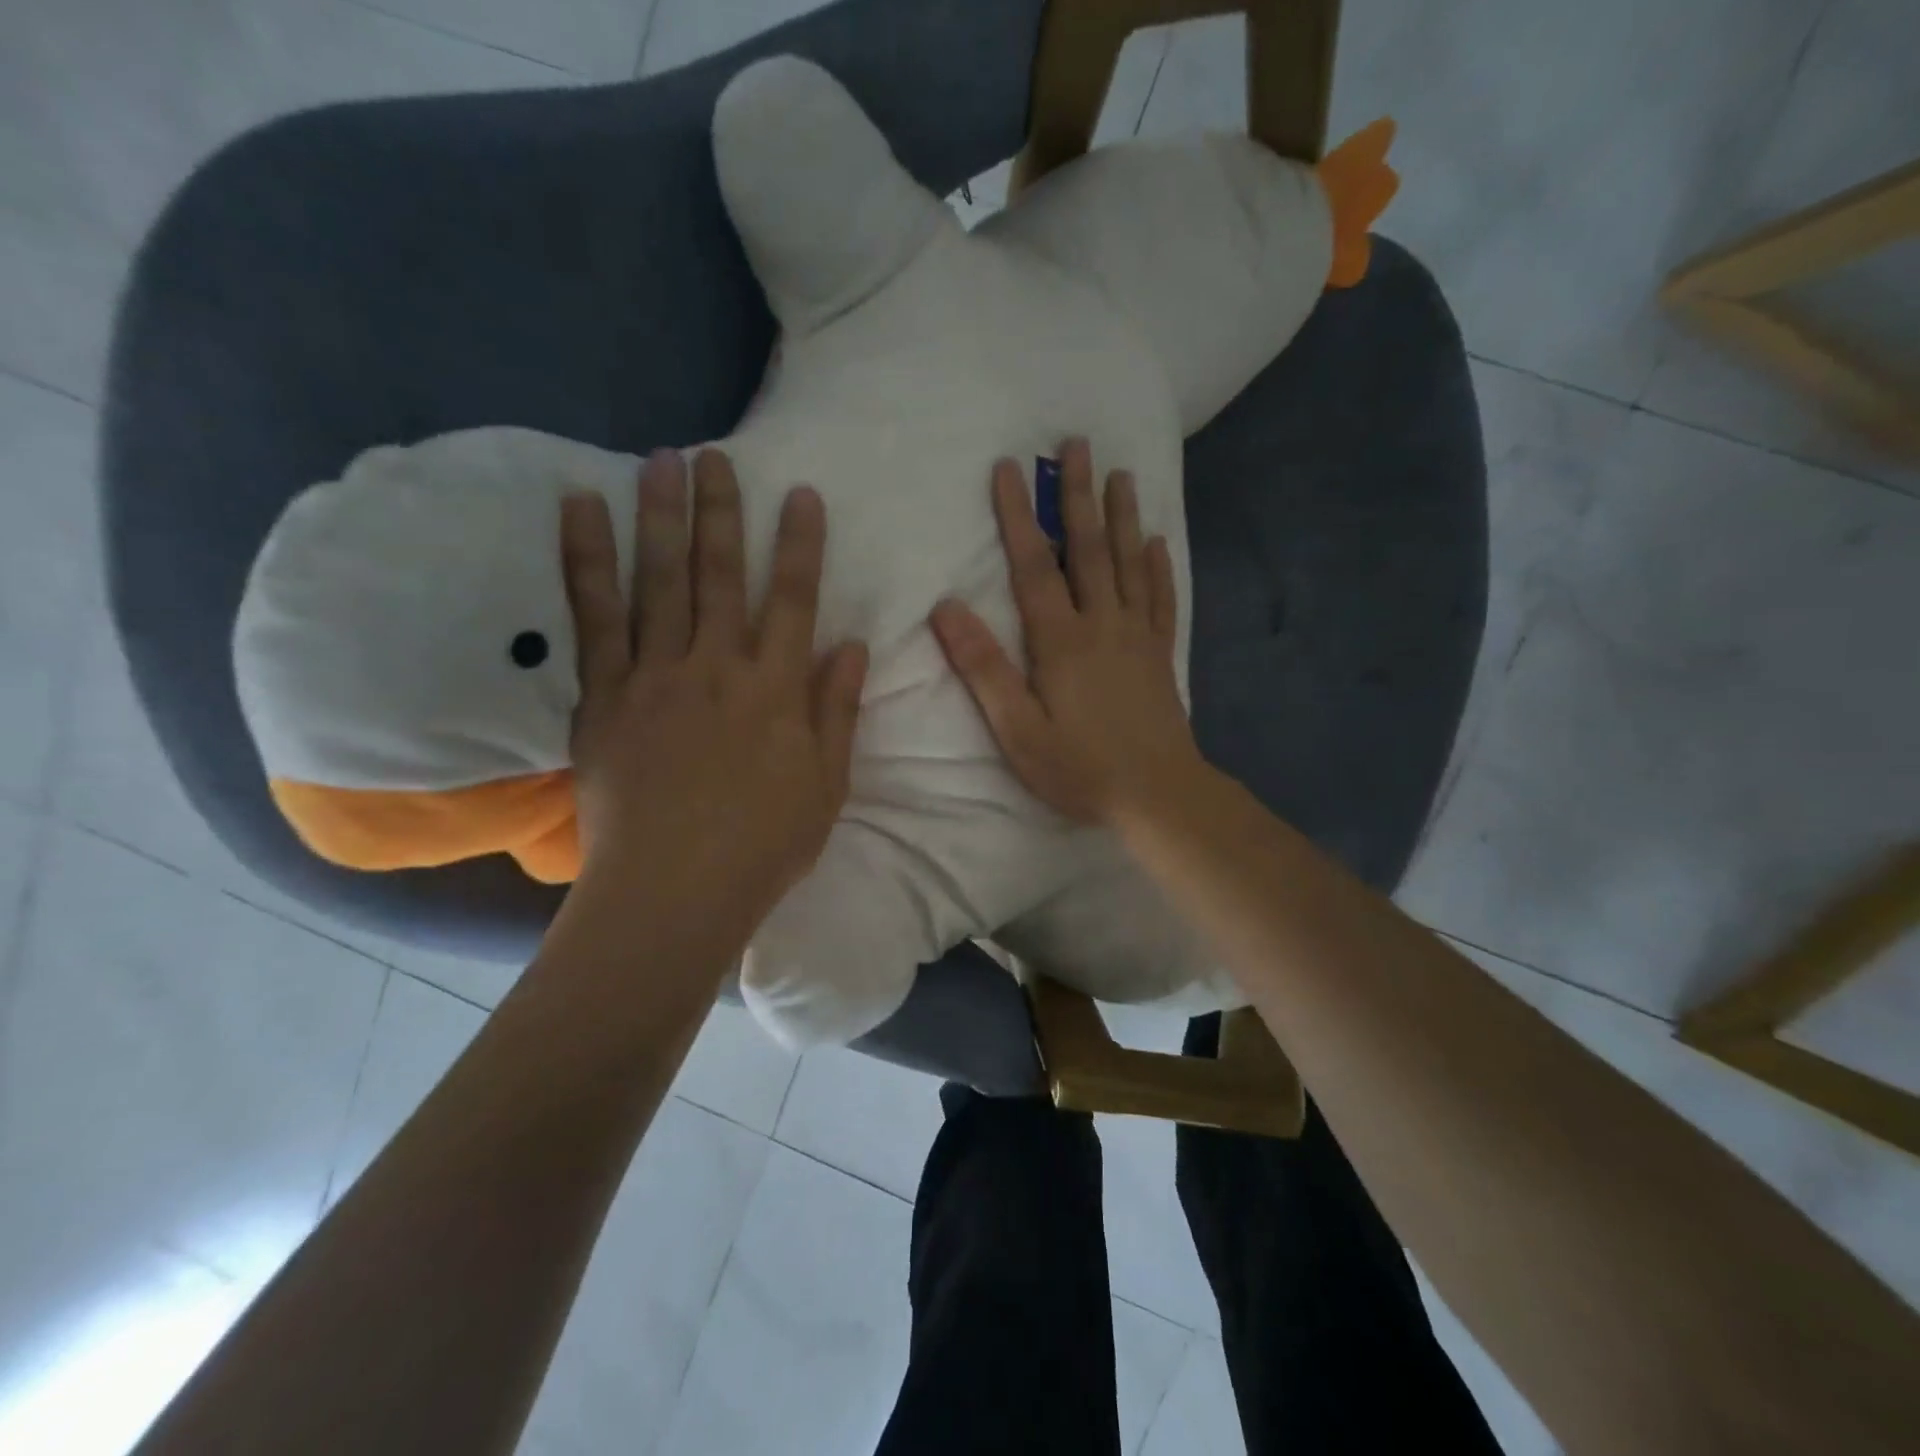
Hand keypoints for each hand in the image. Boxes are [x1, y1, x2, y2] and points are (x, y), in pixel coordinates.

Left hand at [561, 447, 867, 920]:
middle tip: (715, 454)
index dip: (799, 544)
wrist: (673, 892)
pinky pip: (593, 617)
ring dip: (660, 515)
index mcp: (776, 690)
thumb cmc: (763, 846)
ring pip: (659, 580)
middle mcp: (717, 667)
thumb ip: (837, 711)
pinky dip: (586, 560)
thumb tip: (853, 646)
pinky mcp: (603, 696)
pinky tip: (581, 512)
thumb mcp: (827, 786)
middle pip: (720, 574)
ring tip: (660, 461)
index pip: (793, 600)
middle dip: (722, 510)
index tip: (801, 494)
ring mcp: (655, 676)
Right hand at [929, 439, 1203, 824]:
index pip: (1034, 565)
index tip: (1010, 468)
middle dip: (1078, 495)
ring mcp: (1137, 636)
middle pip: (1089, 548)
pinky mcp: (1160, 654)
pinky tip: (1158, 543)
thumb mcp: (1017, 729)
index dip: (1019, 515)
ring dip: (1123, 516)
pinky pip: (1161, 599)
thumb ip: (983, 668)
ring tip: (1121, 474)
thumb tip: (947, 607)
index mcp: (1061, 639)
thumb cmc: (1079, 767)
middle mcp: (1102, 624)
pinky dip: (1159, 567)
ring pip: (1129, 563)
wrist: (1157, 795)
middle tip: (1077, 445)